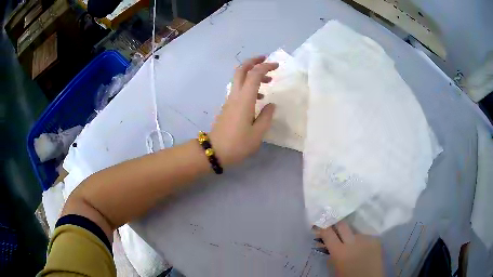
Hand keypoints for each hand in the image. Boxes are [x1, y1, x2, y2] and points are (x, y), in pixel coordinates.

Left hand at [209, 56, 278, 165]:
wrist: (214, 151)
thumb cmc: (237, 144)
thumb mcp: (257, 134)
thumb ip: (266, 117)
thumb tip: (271, 105)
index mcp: (244, 100)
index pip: (254, 75)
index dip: (265, 67)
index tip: (276, 66)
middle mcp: (235, 96)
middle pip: (241, 70)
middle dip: (253, 61)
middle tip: (266, 60)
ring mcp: (230, 100)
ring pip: (239, 79)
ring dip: (252, 74)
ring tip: (268, 81)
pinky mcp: (228, 106)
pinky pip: (238, 89)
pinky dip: (249, 86)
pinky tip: (258, 98)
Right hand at [315, 221, 383, 276]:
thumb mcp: (334, 269)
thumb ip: (330, 255)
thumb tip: (324, 245)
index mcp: (339, 251)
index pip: (328, 233)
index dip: (323, 227)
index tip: (320, 224)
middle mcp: (353, 241)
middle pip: (342, 224)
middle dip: (337, 225)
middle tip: (334, 228)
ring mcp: (366, 239)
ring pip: (355, 232)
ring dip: (351, 236)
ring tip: (353, 245)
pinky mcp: (376, 240)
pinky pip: (365, 237)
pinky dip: (362, 241)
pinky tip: (363, 248)